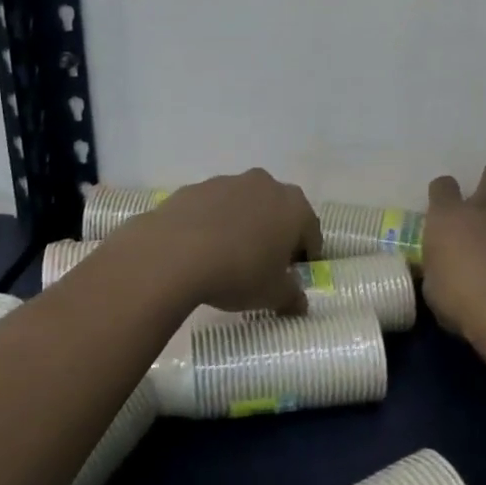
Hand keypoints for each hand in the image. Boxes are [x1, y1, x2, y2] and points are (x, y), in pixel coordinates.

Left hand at [114, 169, 319, 315]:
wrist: (175, 253)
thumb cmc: (239, 272)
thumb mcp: (272, 294)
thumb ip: (292, 296)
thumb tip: (300, 302)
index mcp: (294, 206)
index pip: (311, 231)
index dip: (306, 255)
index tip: (296, 274)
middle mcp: (265, 185)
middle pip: (278, 210)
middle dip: (275, 234)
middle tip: (265, 264)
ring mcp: (228, 182)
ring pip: (245, 204)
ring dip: (243, 224)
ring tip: (229, 256)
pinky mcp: (195, 188)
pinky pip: (213, 207)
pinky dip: (213, 222)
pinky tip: (201, 248)